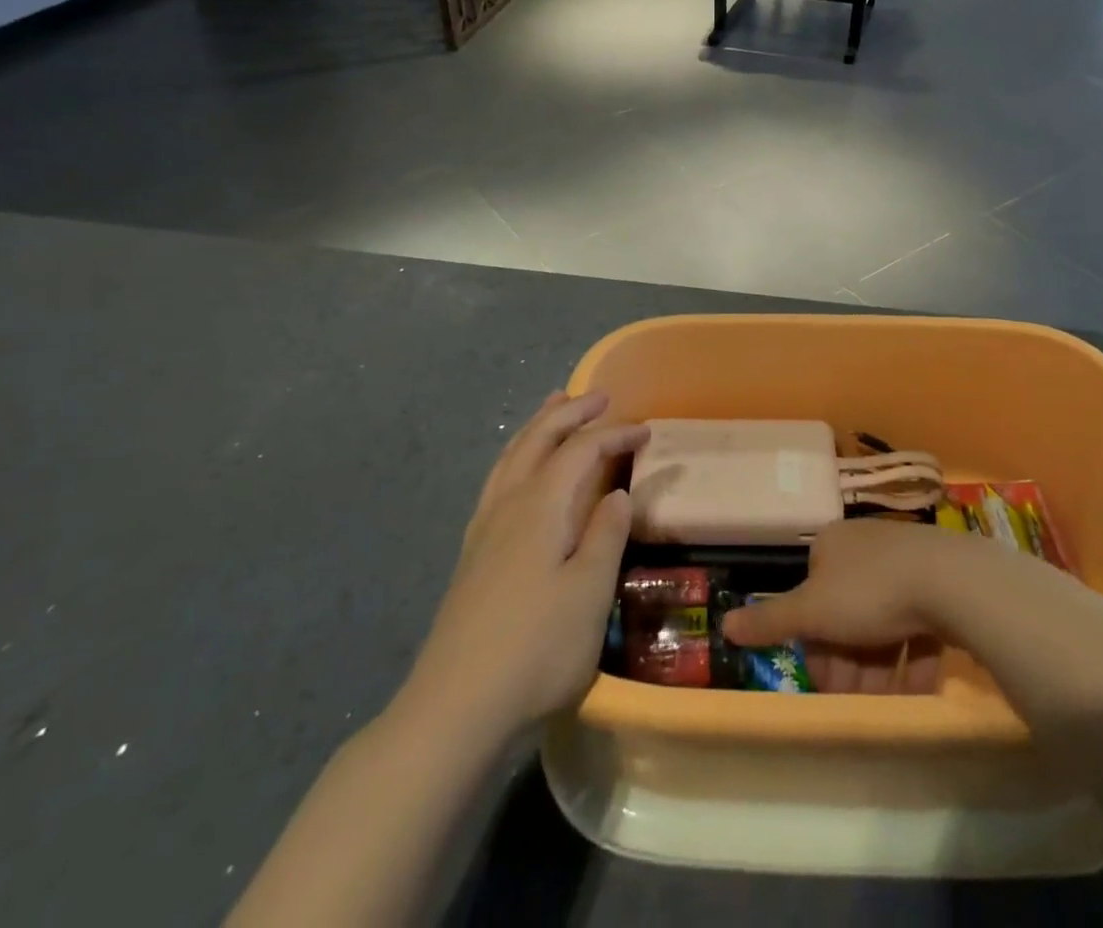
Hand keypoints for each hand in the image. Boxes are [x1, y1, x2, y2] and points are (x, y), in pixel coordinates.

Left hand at [402, 391, 647, 735]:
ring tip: (554, 406)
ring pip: (512, 456)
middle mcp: (508, 503)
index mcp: (540, 505)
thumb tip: (616, 493)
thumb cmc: (536, 647)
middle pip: (539, 439)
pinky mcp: (473, 553)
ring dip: (538, 425)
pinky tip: (518, 470)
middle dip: (570, 412)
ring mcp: (485, 528)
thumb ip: (606, 535)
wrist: (455, 706)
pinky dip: (517, 455)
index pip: (581, 450)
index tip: (647, 431)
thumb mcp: (589, 592)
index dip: (615, 434)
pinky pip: (498, 478)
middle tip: (601, 396)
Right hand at [723, 518, 956, 693]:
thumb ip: (770, 620)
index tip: (823, 683)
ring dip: (878, 669)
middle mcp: (865, 548)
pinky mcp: (938, 583)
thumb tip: (724, 624)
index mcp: (831, 546)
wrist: (949, 580)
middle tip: (853, 702)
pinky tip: (916, 691)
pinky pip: (916, 625)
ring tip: (884, 705)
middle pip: (846, 613)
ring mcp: (905, 563)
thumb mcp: (812, 610)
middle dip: (847, 663)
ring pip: (882, 623)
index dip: (813, 643)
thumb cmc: (870, 591)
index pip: (812, 597)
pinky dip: (911, 659)